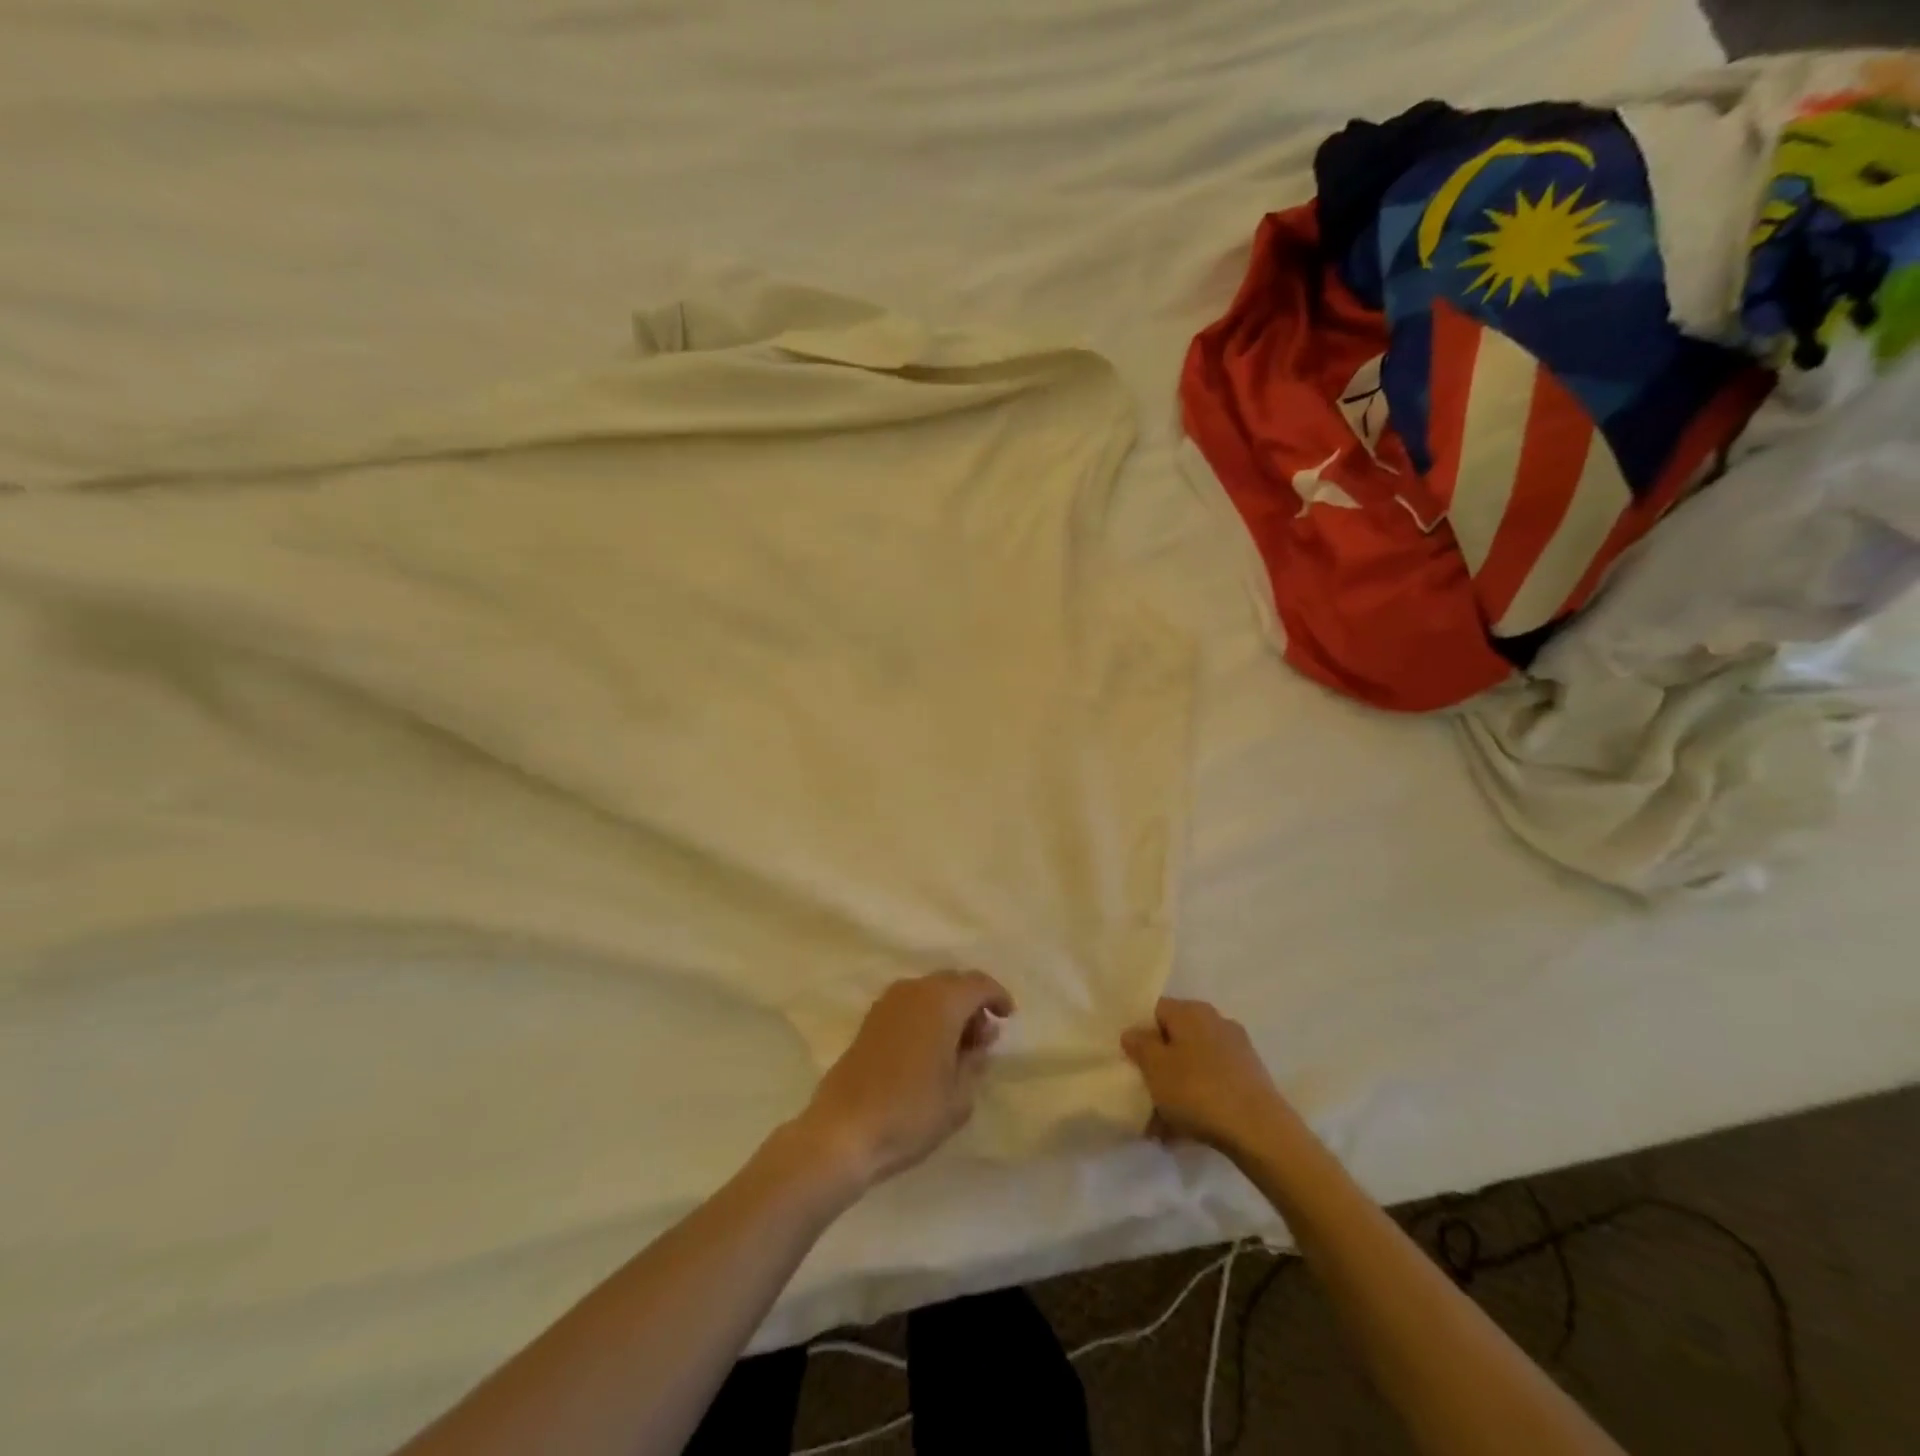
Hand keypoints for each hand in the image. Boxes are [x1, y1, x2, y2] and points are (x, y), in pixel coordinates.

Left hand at [796, 971, 1013, 1192]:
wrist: (843, 1130)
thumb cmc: (911, 1113)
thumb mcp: (959, 1096)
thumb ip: (975, 1061)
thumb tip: (980, 1040)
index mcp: (941, 1001)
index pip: (978, 983)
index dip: (997, 996)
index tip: (1008, 1016)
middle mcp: (914, 990)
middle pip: (953, 982)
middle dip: (972, 1003)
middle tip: (983, 1039)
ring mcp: (887, 1003)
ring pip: (929, 992)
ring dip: (948, 1010)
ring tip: (957, 1048)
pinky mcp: (870, 1020)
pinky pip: (909, 1005)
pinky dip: (926, 1016)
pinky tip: (929, 1049)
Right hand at [1121, 997, 1292, 1158]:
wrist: (1260, 1131)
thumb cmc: (1197, 1090)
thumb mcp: (1155, 1067)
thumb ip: (1139, 1045)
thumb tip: (1134, 1032)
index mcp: (1190, 1011)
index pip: (1156, 1010)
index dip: (1139, 1033)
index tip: (1130, 1061)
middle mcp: (1215, 1022)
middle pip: (1176, 1039)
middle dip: (1159, 1066)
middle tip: (1144, 1093)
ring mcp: (1236, 1050)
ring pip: (1194, 1065)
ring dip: (1176, 1088)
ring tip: (1161, 1124)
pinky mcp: (1250, 1078)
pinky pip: (1212, 1083)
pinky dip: (1198, 1101)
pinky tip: (1186, 1131)